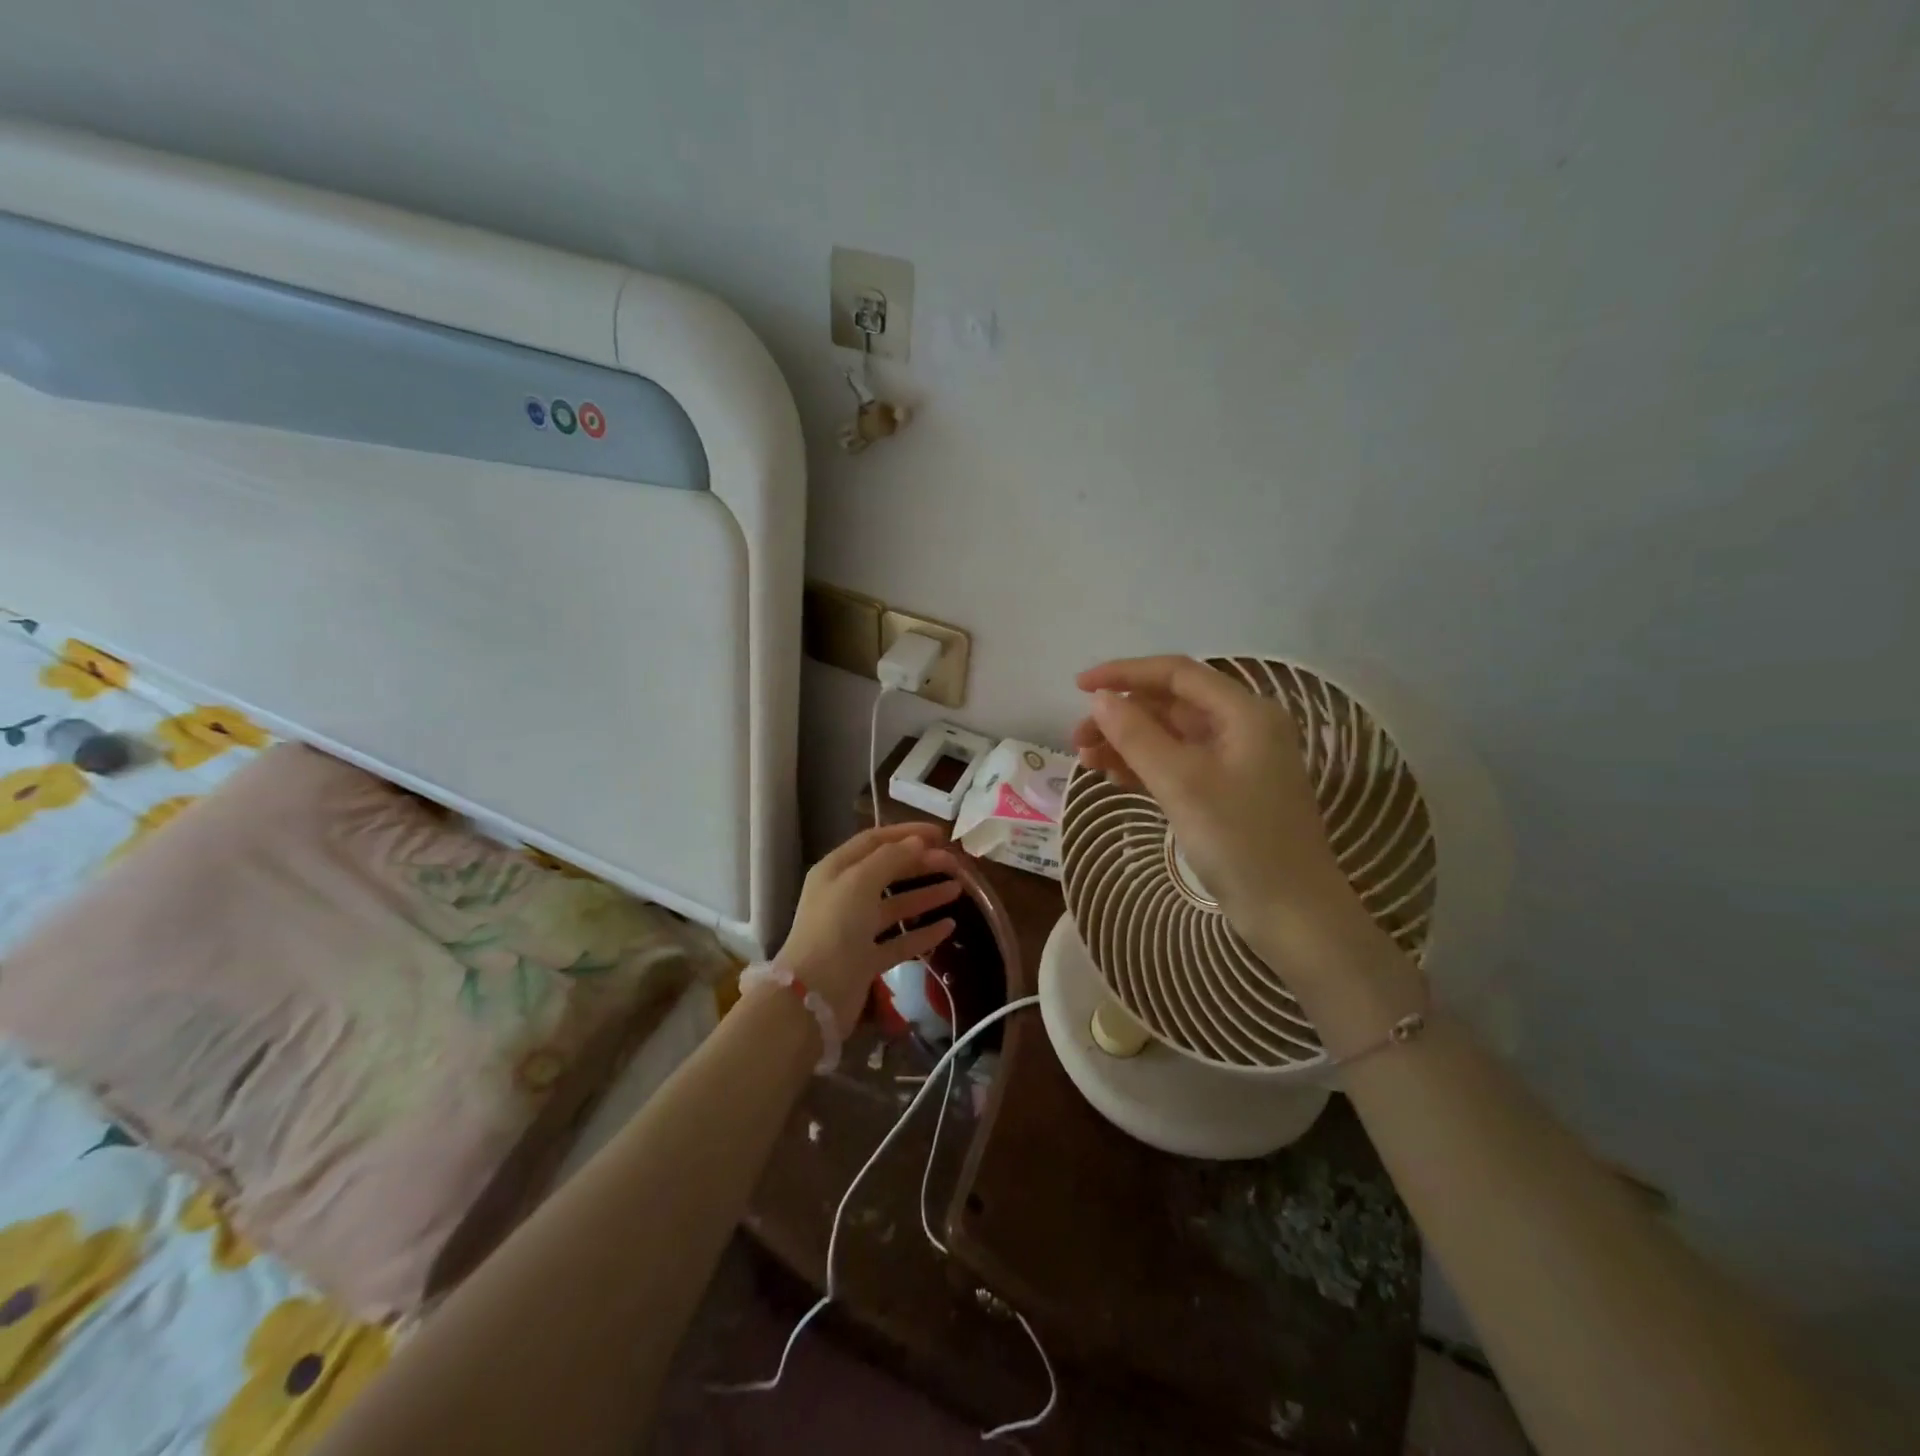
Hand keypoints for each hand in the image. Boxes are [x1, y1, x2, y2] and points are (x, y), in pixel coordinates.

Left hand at [776, 823, 962, 1035]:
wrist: (814, 995)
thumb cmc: (835, 927)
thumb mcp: (860, 881)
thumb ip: (891, 858)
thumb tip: (918, 842)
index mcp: (836, 870)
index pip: (874, 840)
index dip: (907, 833)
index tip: (940, 834)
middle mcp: (844, 895)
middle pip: (888, 872)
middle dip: (921, 864)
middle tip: (955, 863)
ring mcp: (855, 929)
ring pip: (896, 905)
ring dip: (926, 895)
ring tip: (958, 889)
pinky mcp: (866, 960)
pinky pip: (900, 940)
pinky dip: (923, 932)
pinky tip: (949, 926)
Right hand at [1071, 656, 1381, 977]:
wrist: (1292, 915)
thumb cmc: (1240, 841)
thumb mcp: (1182, 783)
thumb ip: (1137, 736)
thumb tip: (1100, 699)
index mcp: (1244, 713)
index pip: (1176, 674)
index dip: (1125, 673)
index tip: (1080, 686)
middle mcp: (1243, 728)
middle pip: (1171, 705)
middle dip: (1122, 716)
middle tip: (1077, 739)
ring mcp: (1236, 762)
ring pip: (1171, 737)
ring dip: (1128, 743)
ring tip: (1087, 761)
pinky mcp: (1226, 793)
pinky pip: (1178, 765)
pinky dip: (1146, 768)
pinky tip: (1114, 778)